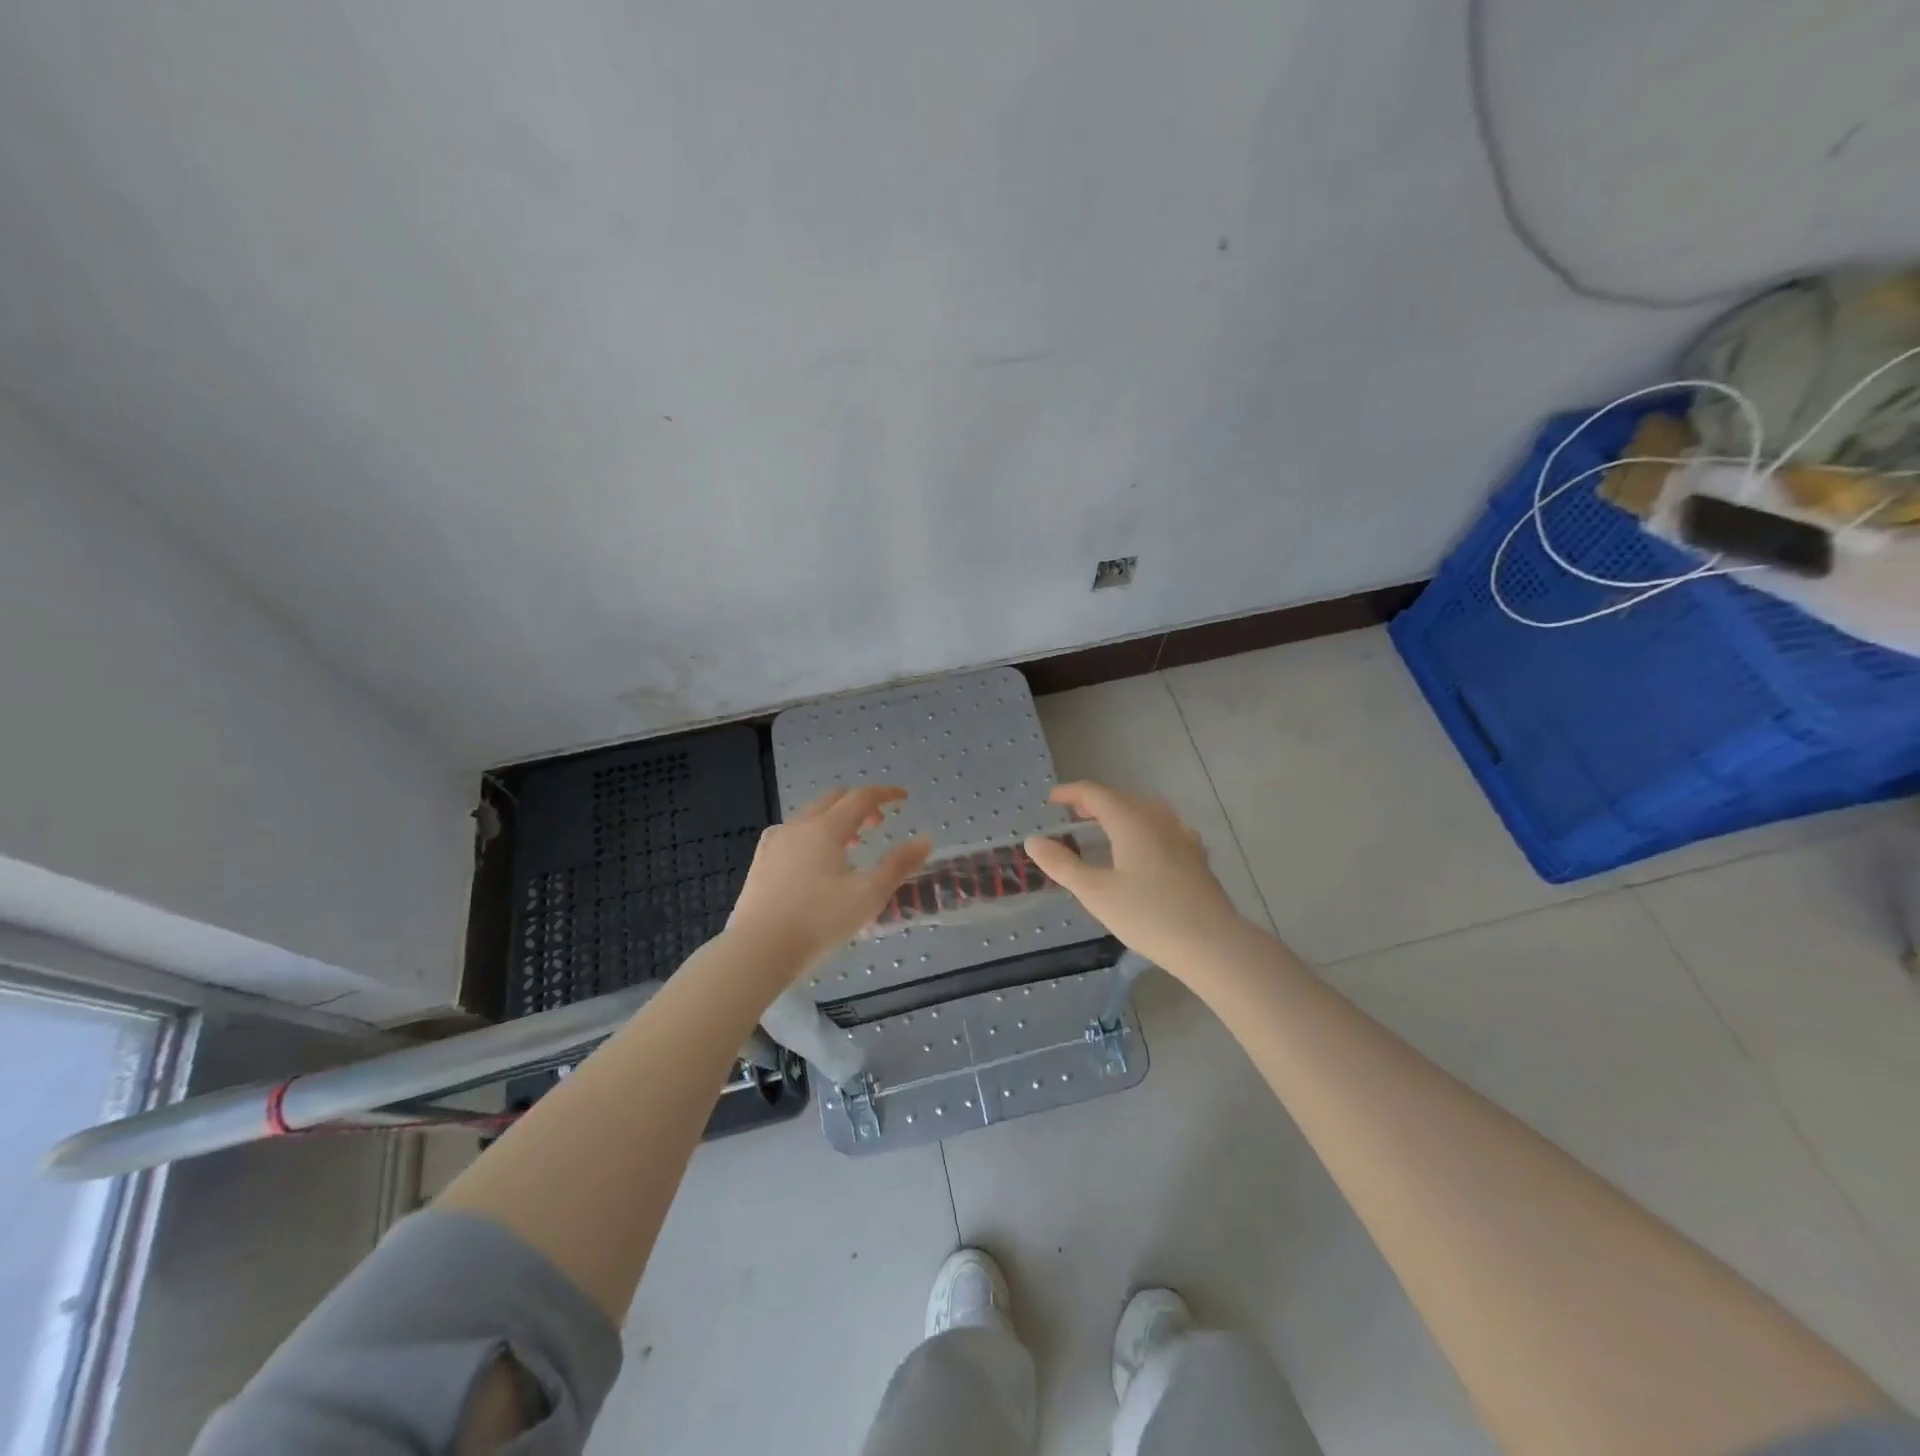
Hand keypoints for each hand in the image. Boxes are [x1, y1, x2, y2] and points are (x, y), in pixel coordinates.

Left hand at [727, 786, 932, 981]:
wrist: (758, 950)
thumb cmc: (819, 921)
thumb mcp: (868, 895)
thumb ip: (898, 865)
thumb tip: (925, 840)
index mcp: (826, 829)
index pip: (861, 797)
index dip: (885, 794)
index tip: (903, 798)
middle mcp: (799, 826)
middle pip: (833, 799)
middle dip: (859, 804)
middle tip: (879, 823)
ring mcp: (775, 842)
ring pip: (810, 816)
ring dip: (835, 820)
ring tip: (850, 844)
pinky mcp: (761, 861)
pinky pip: (792, 834)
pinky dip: (812, 834)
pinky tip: (814, 860)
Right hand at [1023, 781, 1245, 971]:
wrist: (1211, 943)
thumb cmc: (1147, 915)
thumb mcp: (1095, 892)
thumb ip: (1062, 864)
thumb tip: (1033, 841)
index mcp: (1130, 820)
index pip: (1095, 793)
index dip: (1070, 793)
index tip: (1050, 801)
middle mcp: (1157, 818)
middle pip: (1121, 797)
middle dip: (1093, 801)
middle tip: (1072, 814)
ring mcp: (1181, 834)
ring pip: (1144, 810)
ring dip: (1119, 811)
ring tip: (1103, 827)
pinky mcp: (1196, 854)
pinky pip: (1162, 826)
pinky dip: (1142, 826)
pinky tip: (1143, 846)